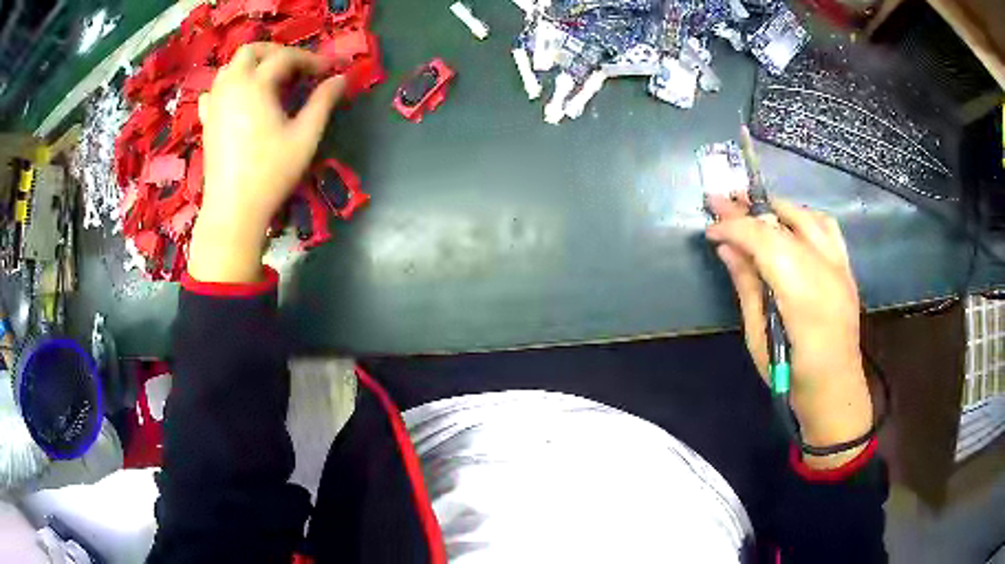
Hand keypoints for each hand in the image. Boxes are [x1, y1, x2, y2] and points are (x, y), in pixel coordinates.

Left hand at [189, 43, 344, 282]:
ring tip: (270, 79)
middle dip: (276, 52)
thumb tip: (341, 78)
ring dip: (252, 65)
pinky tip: (240, 98)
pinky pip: (214, 90)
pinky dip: (230, 85)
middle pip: (251, 51)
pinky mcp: (207, 121)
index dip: (309, 59)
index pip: (285, 58)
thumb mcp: (305, 136)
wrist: (233, 210)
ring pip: (230, 67)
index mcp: (256, 85)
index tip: (328, 70)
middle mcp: (231, 86)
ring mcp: (215, 103)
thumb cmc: (271, 173)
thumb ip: (323, 102)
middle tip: (296, 67)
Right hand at [705, 194, 872, 468]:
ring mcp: (840, 267)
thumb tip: (727, 249)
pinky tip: (788, 222)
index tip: (710, 230)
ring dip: (776, 208)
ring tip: (751, 208)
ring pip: (806, 216)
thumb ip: (747, 287)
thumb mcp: (759, 338)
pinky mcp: (847, 268)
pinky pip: (827, 227)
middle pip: (783, 224)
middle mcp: (825, 272)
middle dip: (748, 211)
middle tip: (719, 202)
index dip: (735, 228)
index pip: (765, 241)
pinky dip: (803, 216)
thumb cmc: (791, 377)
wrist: (835, 390)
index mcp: (802, 296)